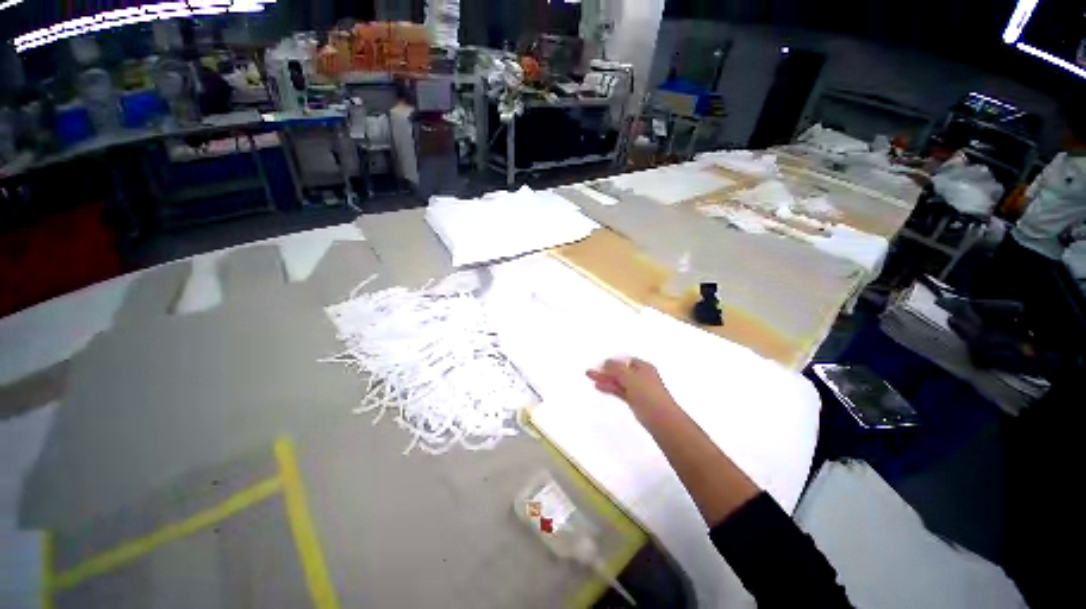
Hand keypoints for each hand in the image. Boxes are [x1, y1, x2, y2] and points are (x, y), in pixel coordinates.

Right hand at [586, 358, 676, 417]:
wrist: (662, 419)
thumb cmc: (648, 394)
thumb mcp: (630, 377)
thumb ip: (616, 368)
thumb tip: (606, 361)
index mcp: (643, 367)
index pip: (625, 360)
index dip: (612, 361)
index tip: (599, 364)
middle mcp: (641, 376)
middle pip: (620, 371)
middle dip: (605, 370)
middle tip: (590, 372)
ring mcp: (638, 389)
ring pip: (618, 381)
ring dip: (605, 379)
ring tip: (590, 377)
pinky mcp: (635, 400)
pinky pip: (620, 391)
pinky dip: (610, 388)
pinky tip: (599, 387)